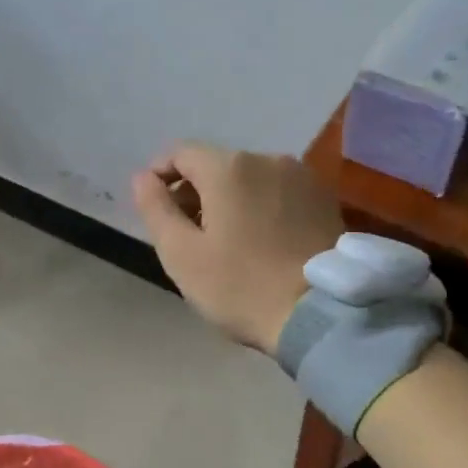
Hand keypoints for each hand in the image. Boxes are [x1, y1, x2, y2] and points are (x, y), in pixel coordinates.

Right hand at [132, 142, 343, 354]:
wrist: (321, 314)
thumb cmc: (242, 286)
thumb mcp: (182, 254)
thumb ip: (156, 208)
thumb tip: (143, 177)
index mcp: (229, 167)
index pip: (181, 153)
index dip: (160, 174)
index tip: (155, 206)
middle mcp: (267, 158)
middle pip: (217, 164)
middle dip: (195, 190)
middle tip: (187, 233)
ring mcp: (301, 176)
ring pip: (250, 177)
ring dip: (230, 198)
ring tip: (226, 240)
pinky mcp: (324, 198)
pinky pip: (278, 191)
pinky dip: (261, 205)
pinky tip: (261, 240)